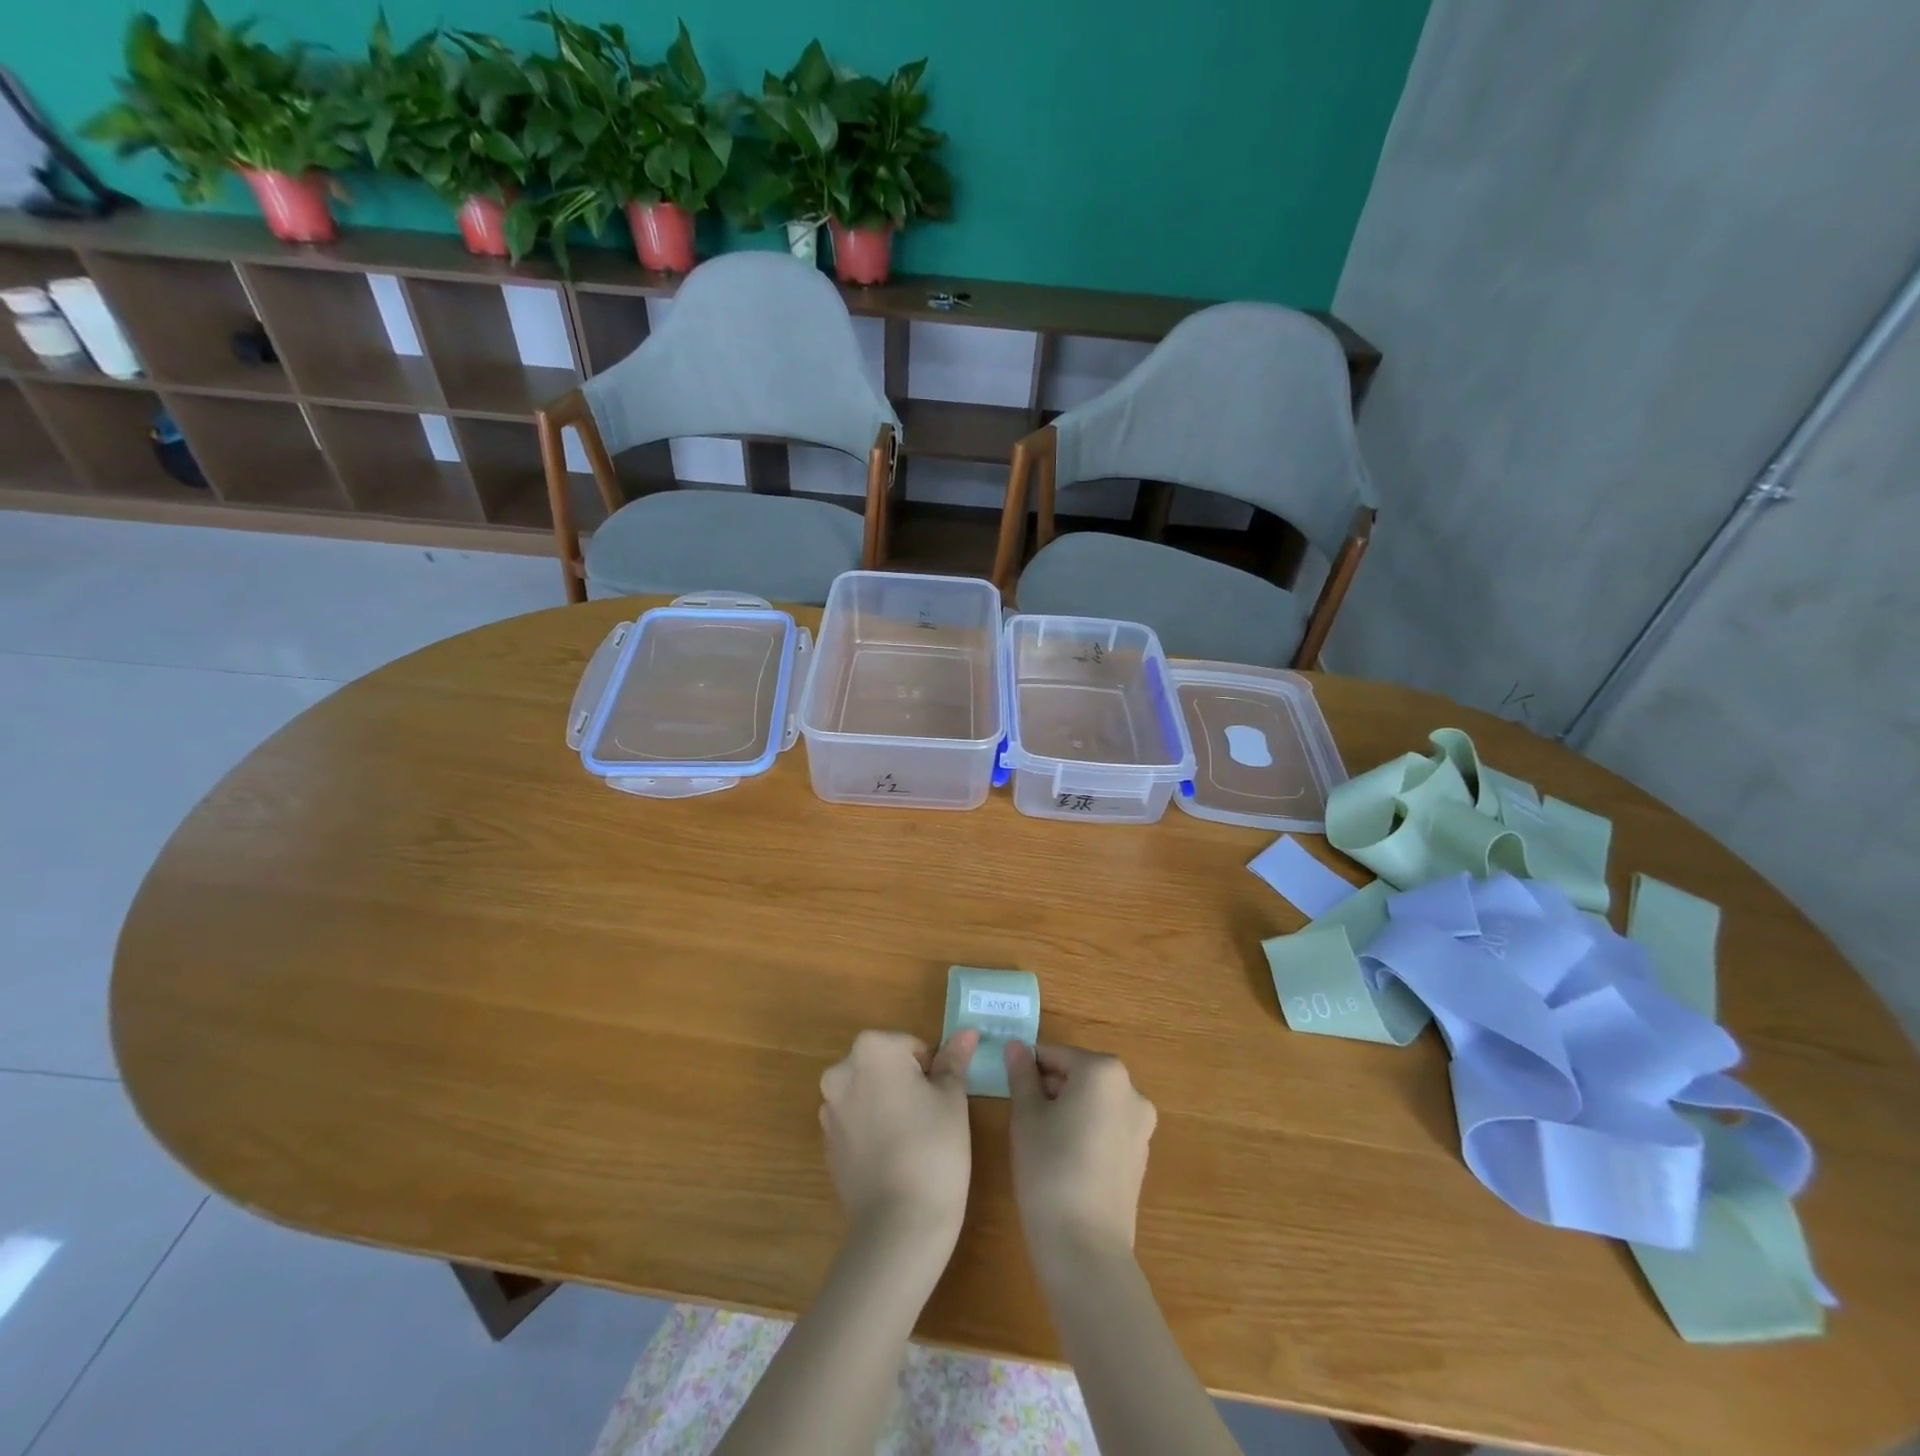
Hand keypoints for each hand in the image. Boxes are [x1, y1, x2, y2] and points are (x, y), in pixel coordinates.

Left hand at [820, 1029, 977, 1246]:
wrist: (898, 1225)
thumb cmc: (933, 1148)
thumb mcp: (952, 1098)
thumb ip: (954, 1060)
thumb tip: (967, 1032)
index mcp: (872, 1049)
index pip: (912, 1046)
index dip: (933, 1072)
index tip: (942, 1101)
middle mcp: (841, 1071)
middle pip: (886, 1066)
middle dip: (908, 1085)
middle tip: (932, 1120)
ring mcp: (828, 1110)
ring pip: (870, 1094)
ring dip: (889, 1106)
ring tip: (914, 1143)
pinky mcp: (827, 1145)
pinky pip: (857, 1124)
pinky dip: (874, 1132)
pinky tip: (894, 1160)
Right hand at [1005, 1042, 1156, 1273]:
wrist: (1085, 1248)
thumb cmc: (1049, 1169)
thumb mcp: (1026, 1116)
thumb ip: (1021, 1075)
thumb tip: (1015, 1046)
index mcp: (1104, 1072)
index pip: (1056, 1055)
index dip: (1029, 1067)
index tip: (1009, 1085)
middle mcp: (1131, 1090)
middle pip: (1079, 1075)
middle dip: (1050, 1087)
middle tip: (1021, 1113)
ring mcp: (1141, 1125)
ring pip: (1094, 1101)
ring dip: (1068, 1108)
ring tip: (1040, 1138)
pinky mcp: (1141, 1155)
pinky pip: (1107, 1126)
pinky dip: (1085, 1130)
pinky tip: (1063, 1158)